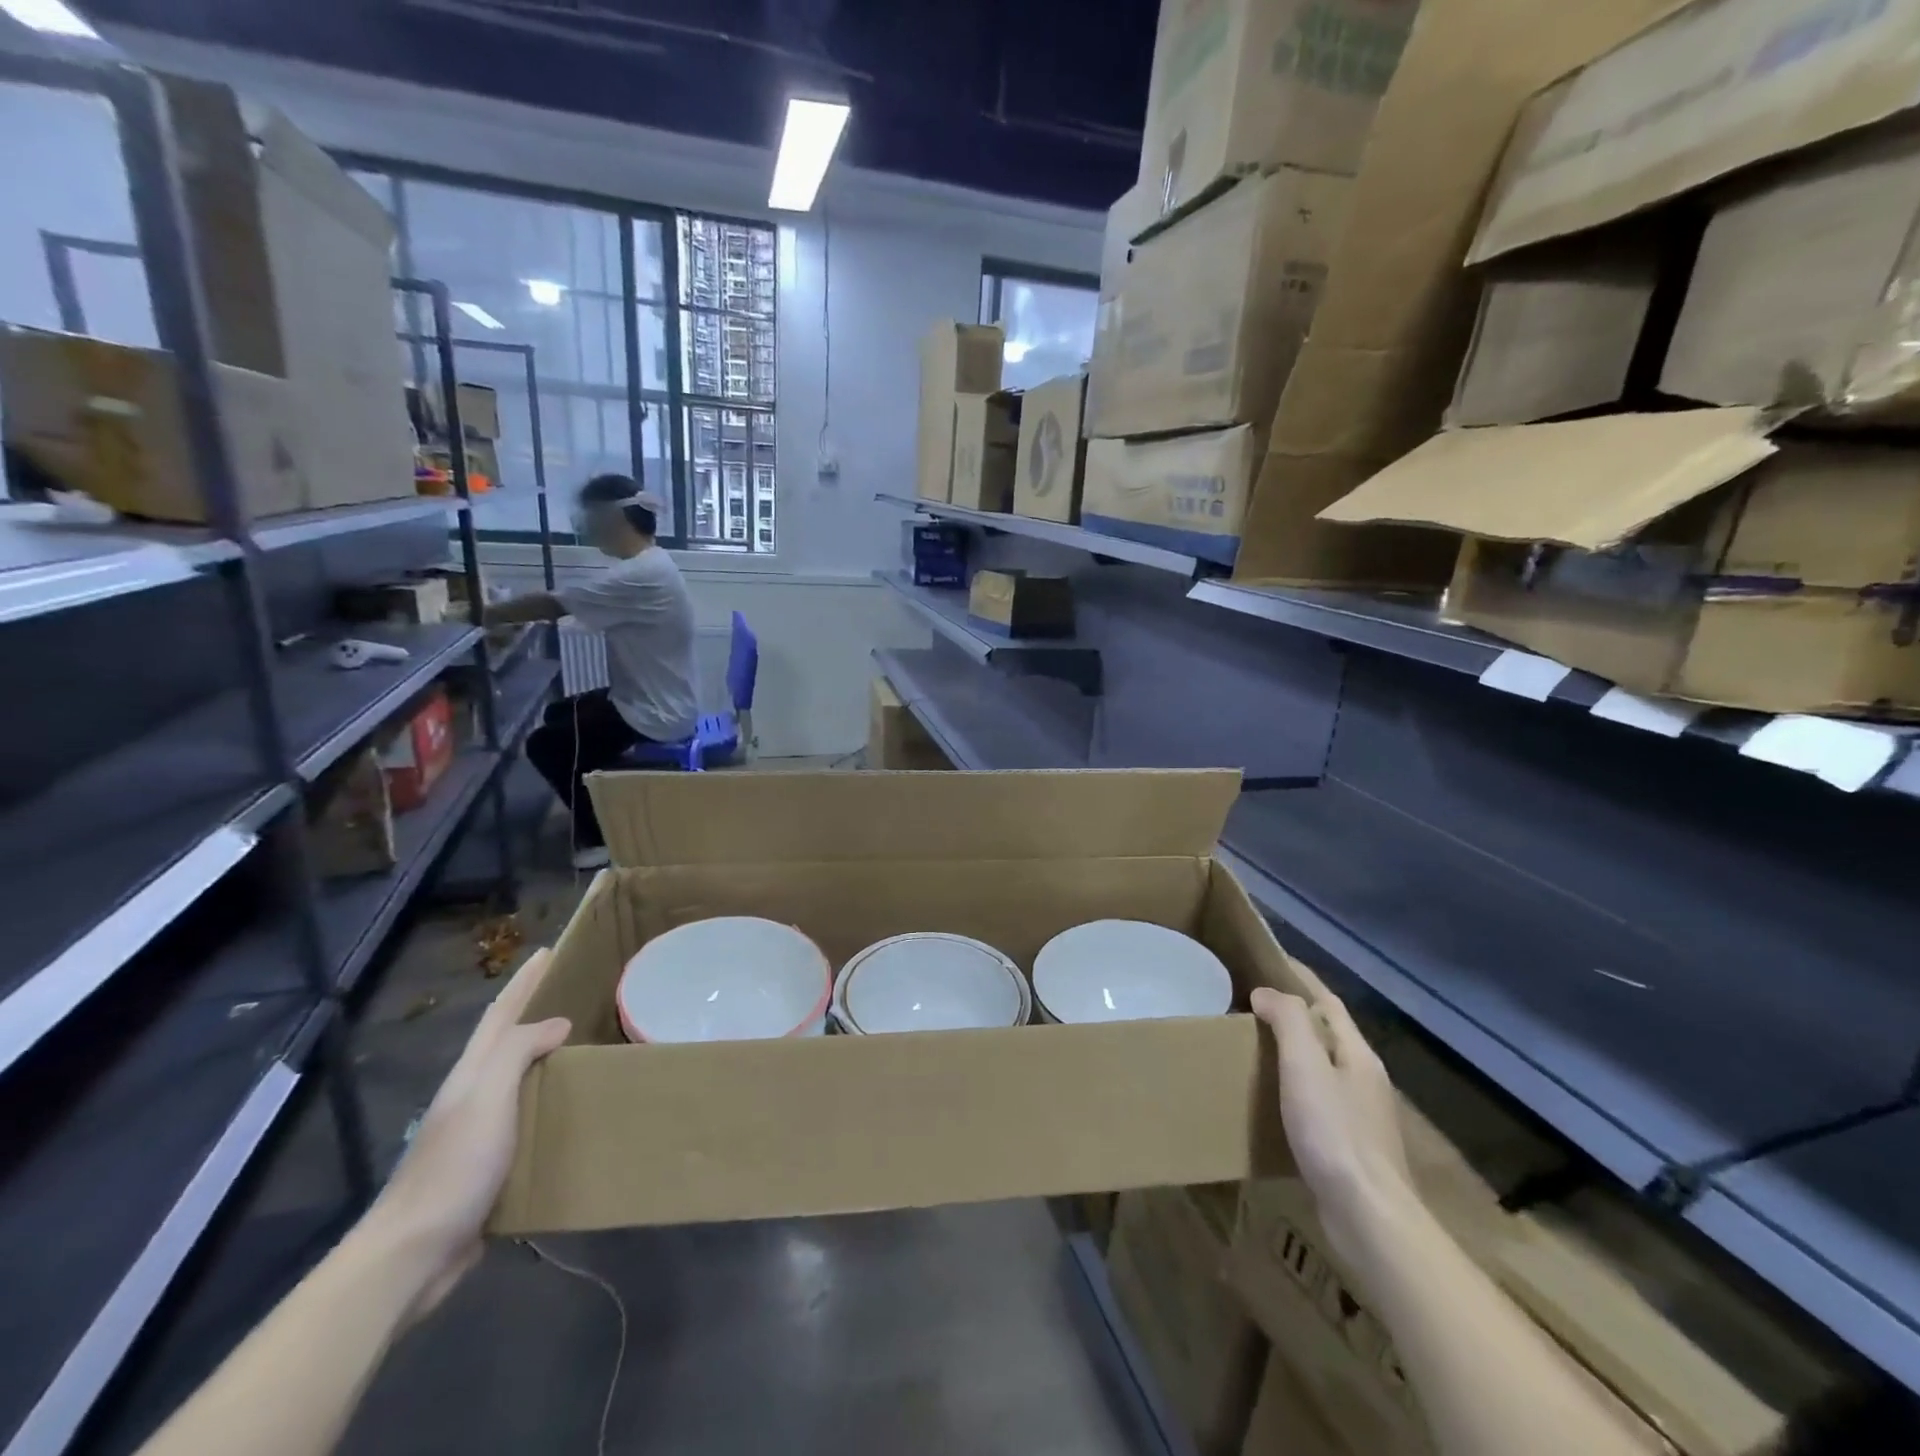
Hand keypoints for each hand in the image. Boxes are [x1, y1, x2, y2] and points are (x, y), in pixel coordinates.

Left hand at [363, 949, 570, 1314]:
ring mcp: (481, 1132)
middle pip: (509, 1041)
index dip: (525, 982)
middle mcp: (475, 1095)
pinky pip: (530, 1118)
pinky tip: (575, 1108)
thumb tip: (557, 1023)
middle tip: (582, 993)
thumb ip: (517, 1052)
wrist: (414, 1254)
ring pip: (522, 1080)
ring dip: (550, 1058)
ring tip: (589, 1045)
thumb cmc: (453, 1167)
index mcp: (472, 1075)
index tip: (550, 951)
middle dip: (539, 1011)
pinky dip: (553, 1102)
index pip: (501, 1014)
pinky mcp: (493, 1166)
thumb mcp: (486, 1098)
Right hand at [1251, 986, 1415, 1264]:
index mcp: (1357, 1053)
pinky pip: (1317, 1095)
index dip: (1299, 976)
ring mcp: (1360, 1112)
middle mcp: (1363, 1076)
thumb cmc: (1334, 1132)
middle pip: (1327, 1030)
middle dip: (1293, 1010)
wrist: (1368, 1216)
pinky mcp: (1349, 1143)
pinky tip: (1271, 1094)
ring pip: (1322, 1063)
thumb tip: (1266, 992)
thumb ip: (1288, 1021)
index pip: (1327, 1000)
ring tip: (1252, 1040)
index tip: (1266, 958)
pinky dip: (1293, 1081)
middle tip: (1249, 999)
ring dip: (1292, 1047)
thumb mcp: (1305, 1065)